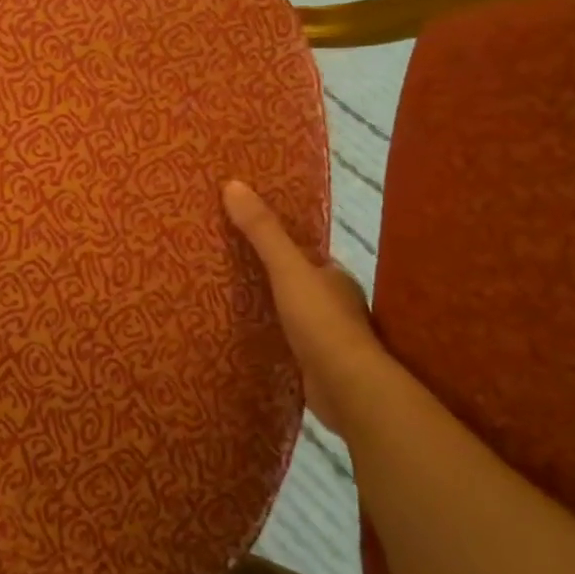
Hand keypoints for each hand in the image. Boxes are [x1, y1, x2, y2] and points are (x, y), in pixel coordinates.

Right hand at [223, 179, 381, 438]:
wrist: (348, 389)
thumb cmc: (321, 321)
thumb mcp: (287, 268)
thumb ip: (262, 231)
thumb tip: (233, 184)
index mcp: (334, 277)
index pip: (304, 253)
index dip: (277, 243)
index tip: (245, 234)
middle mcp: (335, 304)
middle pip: (296, 282)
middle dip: (269, 275)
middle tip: (226, 265)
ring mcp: (327, 338)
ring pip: (291, 314)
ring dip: (268, 308)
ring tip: (227, 298)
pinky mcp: (315, 367)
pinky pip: (286, 343)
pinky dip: (270, 338)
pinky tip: (245, 337)